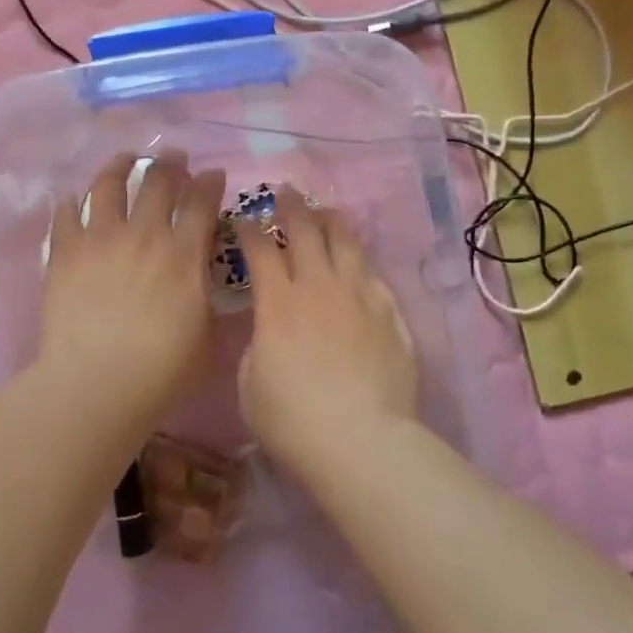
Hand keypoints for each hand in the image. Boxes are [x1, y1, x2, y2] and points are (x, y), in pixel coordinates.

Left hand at [38, 153, 226, 429]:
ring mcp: (100, 240)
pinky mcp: (64, 254)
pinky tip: (72, 199)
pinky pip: (65, 215)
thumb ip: (210, 302)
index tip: (213, 173)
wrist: (96, 385)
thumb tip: (208, 284)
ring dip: (120, 166)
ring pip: (109, 185)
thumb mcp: (208, 338)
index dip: (211, 181)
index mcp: (184, 254)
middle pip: (159, 181)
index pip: (202, 201)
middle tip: (174, 156)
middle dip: (171, 162)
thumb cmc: (162, 371)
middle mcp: (144, 235)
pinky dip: (71, 203)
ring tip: (125, 160)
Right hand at [236, 191, 418, 468]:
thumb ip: (258, 347)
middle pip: (305, 231)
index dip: (250, 229)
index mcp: (278, 302)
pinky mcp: (389, 313)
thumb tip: (270, 333)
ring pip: (345, 242)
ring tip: (325, 212)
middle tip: (286, 193)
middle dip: (291, 207)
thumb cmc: (293, 419)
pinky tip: (358, 258)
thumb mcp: (250, 386)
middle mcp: (318, 286)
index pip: (261, 249)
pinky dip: (361, 260)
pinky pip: (373, 274)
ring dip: (331, 221)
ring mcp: (359, 296)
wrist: (360, 439)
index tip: (244, 218)